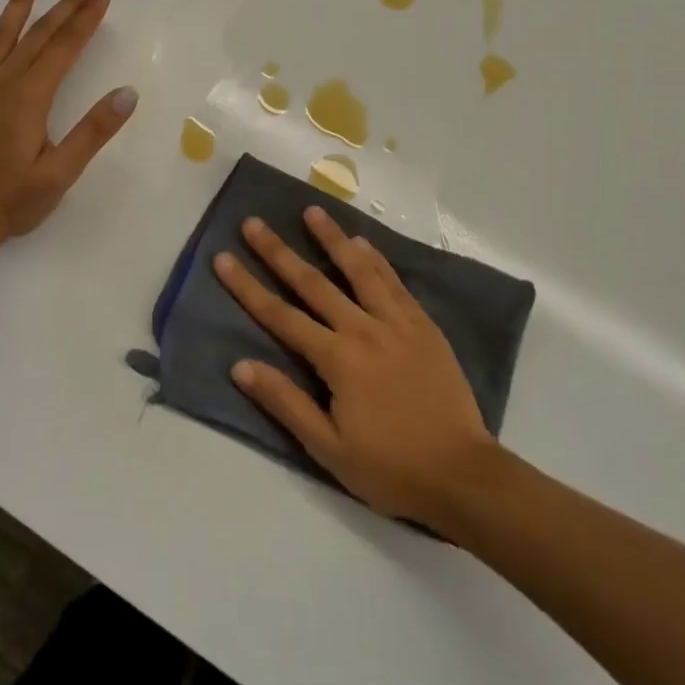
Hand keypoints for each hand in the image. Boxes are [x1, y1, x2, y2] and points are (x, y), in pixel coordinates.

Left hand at [0, 0, 137, 252]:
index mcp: (30, 98)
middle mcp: (1, 83)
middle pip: (38, 35)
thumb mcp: (60, 173)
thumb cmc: (11, 202)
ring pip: (0, 36)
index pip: (64, 48)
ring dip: (18, 4)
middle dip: (64, 5)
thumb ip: (93, 131)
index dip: (86, 19)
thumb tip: (127, 93)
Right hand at [213, 207, 496, 523]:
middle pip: (312, 282)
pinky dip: (376, 259)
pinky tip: (363, 242)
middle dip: (278, 251)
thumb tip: (240, 366)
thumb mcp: (328, 448)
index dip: (248, 287)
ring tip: (311, 211)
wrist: (461, 473)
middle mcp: (363, 329)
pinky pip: (394, 282)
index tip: (224, 258)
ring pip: (358, 269)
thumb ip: (285, 402)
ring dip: (332, 238)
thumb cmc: (390, 467)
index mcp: (337, 359)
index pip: (281, 316)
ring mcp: (397, 322)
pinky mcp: (423, 324)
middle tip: (253, 223)